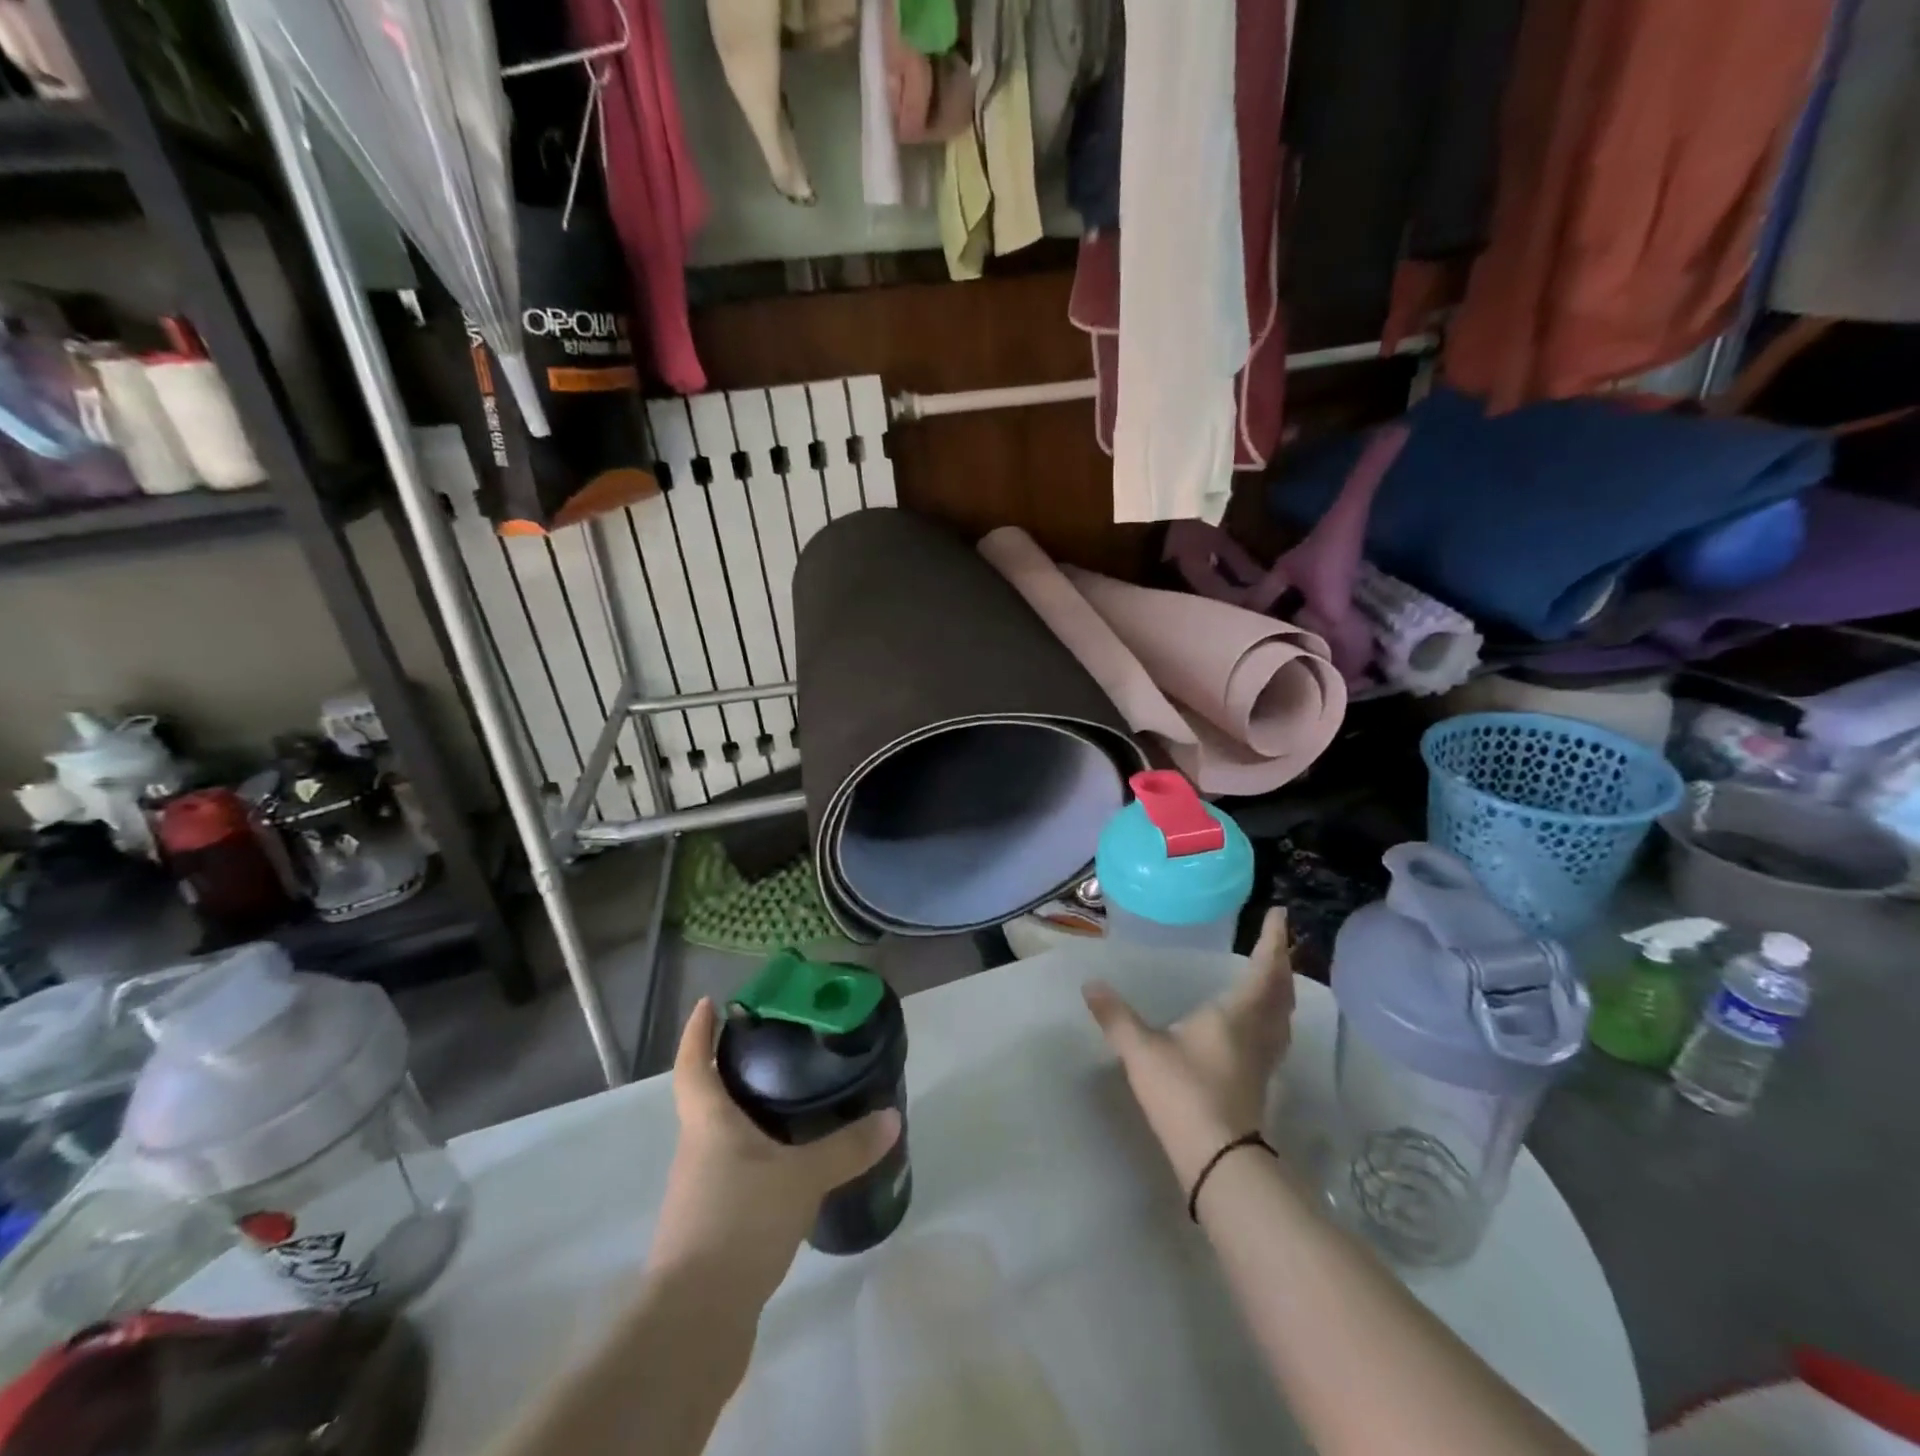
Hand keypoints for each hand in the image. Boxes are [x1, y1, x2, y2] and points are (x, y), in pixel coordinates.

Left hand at [649, 998, 900, 1295]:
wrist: (695, 1323)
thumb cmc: (739, 1224)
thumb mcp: (801, 1178)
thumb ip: (846, 1147)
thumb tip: (891, 1116)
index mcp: (707, 1124)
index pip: (692, 1065)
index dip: (697, 1032)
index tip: (709, 1003)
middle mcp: (696, 1150)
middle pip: (707, 1099)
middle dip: (732, 1072)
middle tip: (774, 1051)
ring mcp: (698, 1192)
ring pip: (721, 1140)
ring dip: (746, 1119)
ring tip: (791, 1107)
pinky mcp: (709, 1229)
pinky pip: (732, 1176)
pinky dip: (755, 1161)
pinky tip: (788, 1171)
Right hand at [1083, 908, 1294, 1190]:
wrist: (1218, 1159)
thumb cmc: (1183, 1092)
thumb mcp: (1141, 1051)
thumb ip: (1116, 1016)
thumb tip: (1090, 984)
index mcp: (1235, 1014)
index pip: (1263, 970)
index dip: (1272, 941)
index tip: (1279, 915)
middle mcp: (1257, 1032)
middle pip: (1280, 992)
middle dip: (1281, 963)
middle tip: (1278, 942)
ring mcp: (1262, 1060)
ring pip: (1282, 1017)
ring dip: (1282, 991)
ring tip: (1274, 977)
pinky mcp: (1260, 1083)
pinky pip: (1275, 1036)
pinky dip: (1274, 1017)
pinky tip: (1260, 1025)